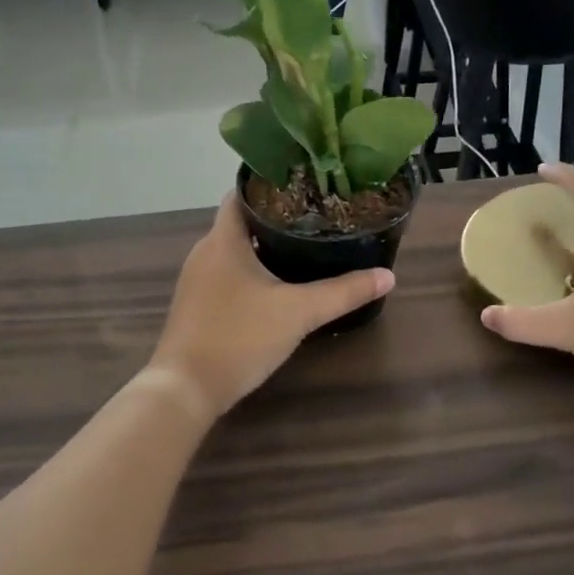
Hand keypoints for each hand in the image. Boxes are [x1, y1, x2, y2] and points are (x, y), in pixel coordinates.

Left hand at [148, 194, 394, 418]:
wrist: (185, 389)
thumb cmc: (239, 337)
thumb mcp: (298, 312)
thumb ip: (343, 293)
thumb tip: (388, 276)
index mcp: (222, 240)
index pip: (241, 194)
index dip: (271, 185)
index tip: (305, 186)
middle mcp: (204, 253)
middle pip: (240, 222)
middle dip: (275, 217)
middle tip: (315, 217)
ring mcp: (196, 281)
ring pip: (233, 251)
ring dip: (262, 247)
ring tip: (303, 247)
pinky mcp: (196, 306)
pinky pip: (226, 275)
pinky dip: (250, 272)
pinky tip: (276, 286)